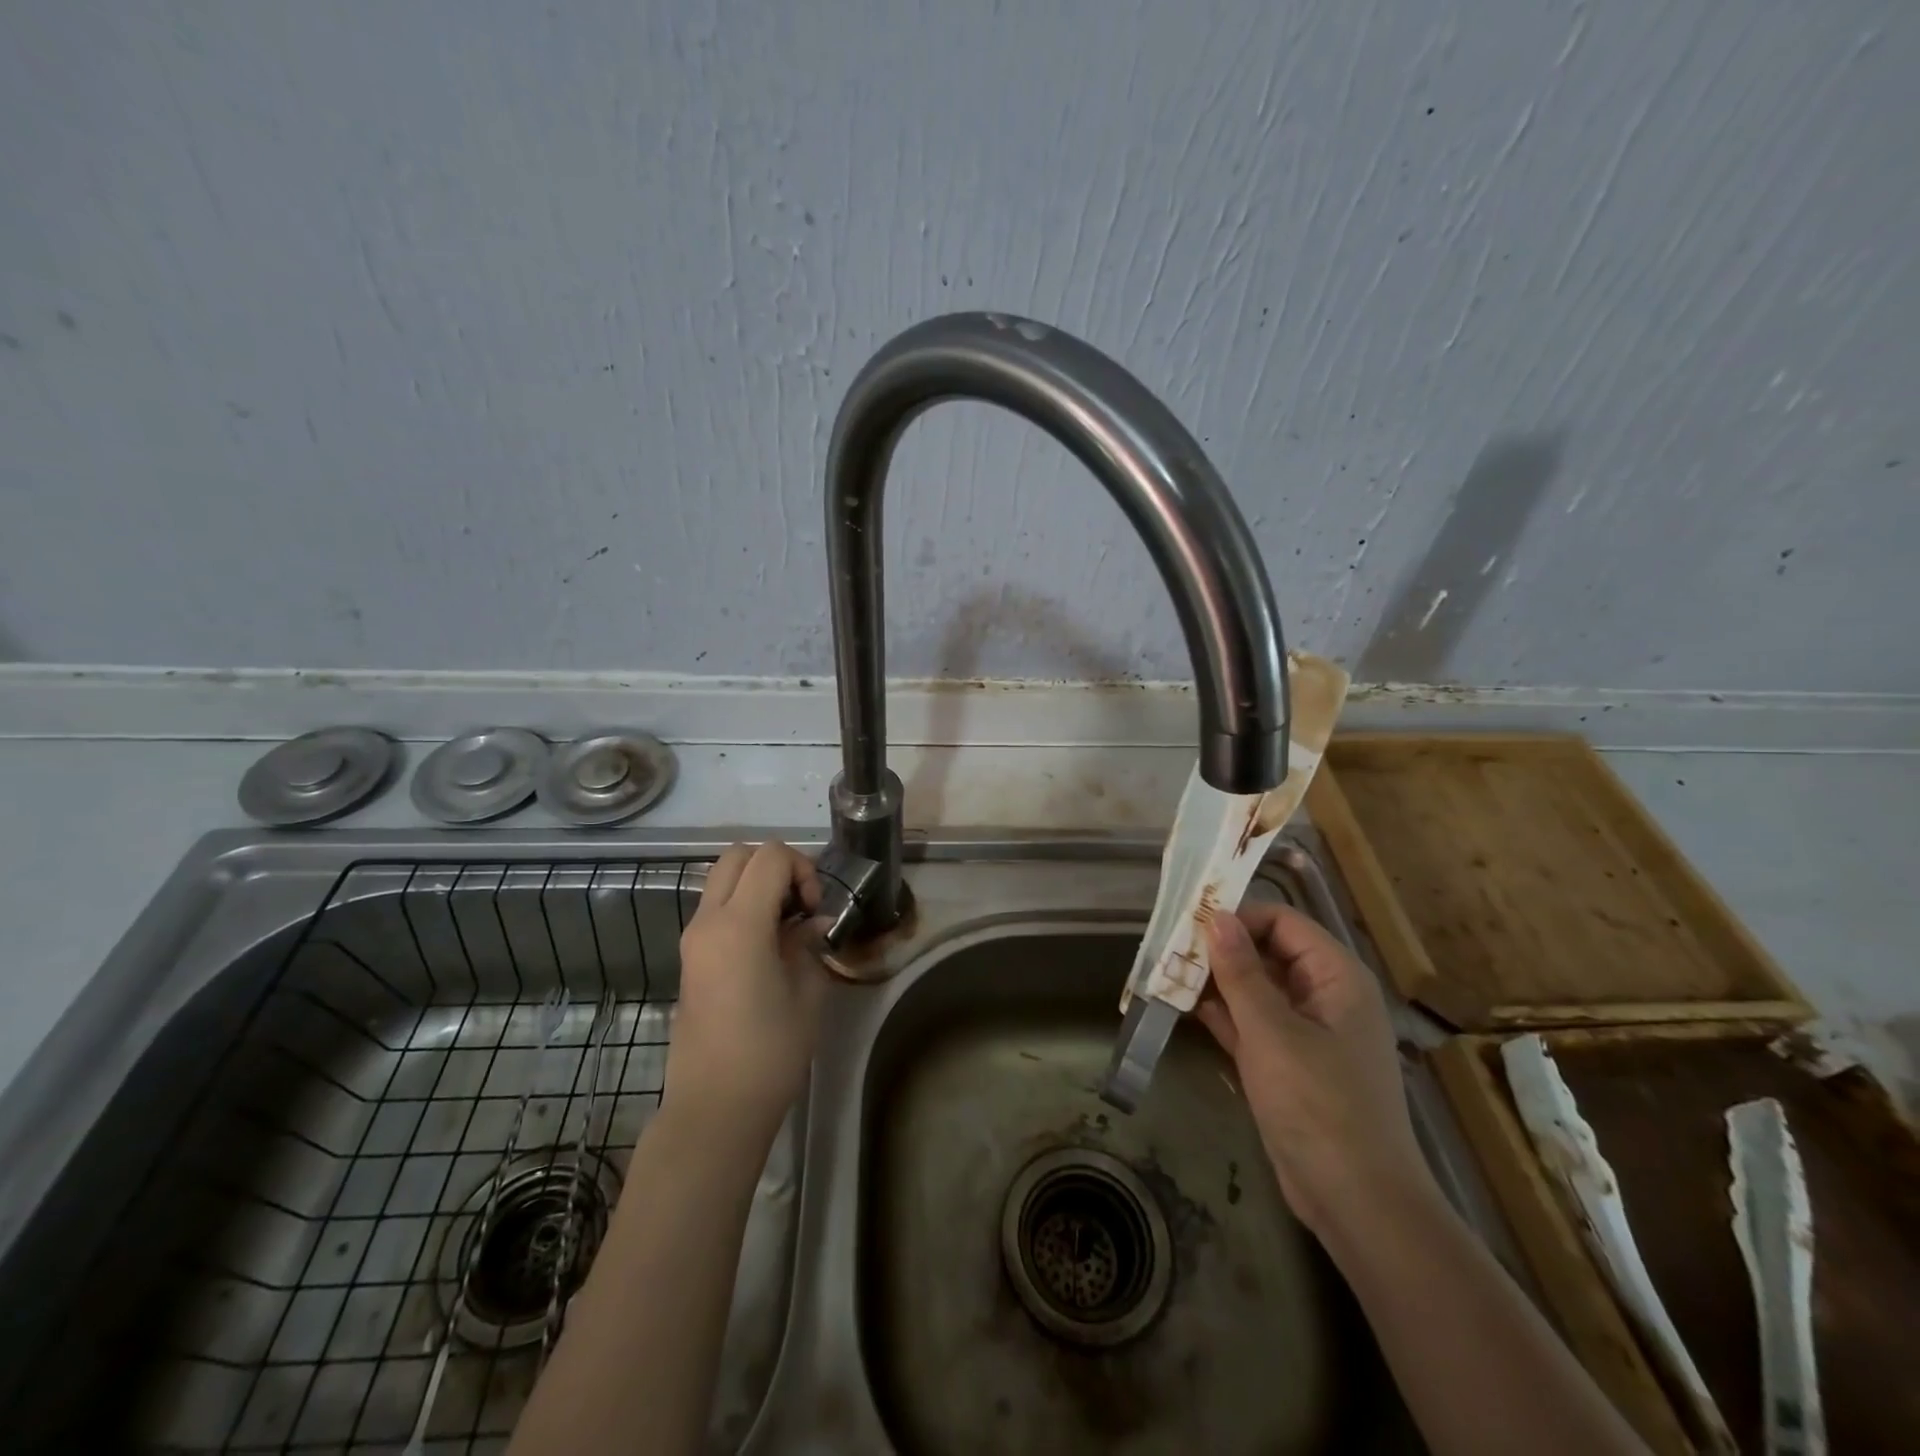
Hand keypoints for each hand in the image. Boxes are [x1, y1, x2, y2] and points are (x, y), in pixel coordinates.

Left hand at [666, 841, 831, 1131]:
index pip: (770, 856)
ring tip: (786, 925)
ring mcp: (693, 938)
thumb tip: (812, 923)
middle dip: (776, 866)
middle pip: (738, 855)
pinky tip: (768, 945)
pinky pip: (716, 908)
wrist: (714, 1107)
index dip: (802, 869)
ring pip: (723, 879)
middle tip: (800, 904)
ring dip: (757, 885)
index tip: (814, 908)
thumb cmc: (769, 1052)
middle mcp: (708, 921)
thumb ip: (809, 943)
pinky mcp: (690, 957)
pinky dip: (743, 906)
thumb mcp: (807, 992)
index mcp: (739, 925)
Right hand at [1198, 902, 1435, 1235]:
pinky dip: (1222, 1014)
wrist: (1356, 1202)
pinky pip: (1252, 1023)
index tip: (1190, 923)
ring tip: (1165, 973)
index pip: (1283, 923)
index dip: (1239, 916)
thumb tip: (1216, 917)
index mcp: (1336, 977)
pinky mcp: (1288, 1063)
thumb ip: (1241, 972)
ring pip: (1256, 988)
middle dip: (1220, 949)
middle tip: (1168, 948)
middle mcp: (1325, 996)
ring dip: (1215, 981)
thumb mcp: (1272, 1031)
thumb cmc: (1319, 1104)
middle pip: (1268, 952)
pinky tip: (1181, 1006)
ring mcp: (1307, 1032)